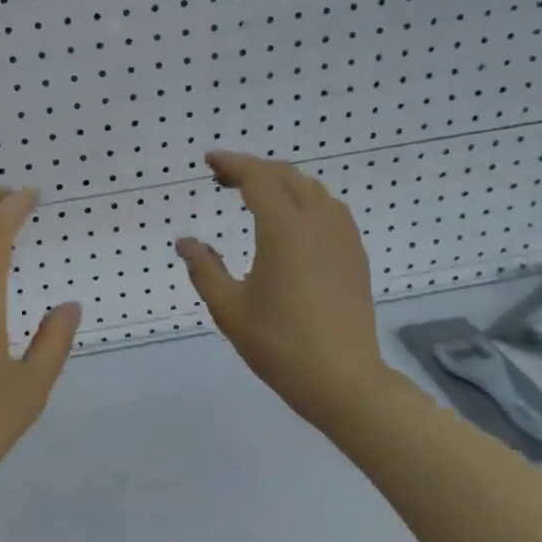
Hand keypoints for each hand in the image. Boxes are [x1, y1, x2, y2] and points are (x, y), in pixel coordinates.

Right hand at [175, 151, 397, 434]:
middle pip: (286, 176)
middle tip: (224, 179)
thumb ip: (204, 269)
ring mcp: (342, 238)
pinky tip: (294, 222)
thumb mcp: (229, 308)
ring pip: (313, 189)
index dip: (232, 163)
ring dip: (282, 182)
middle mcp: (317, 222)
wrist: (343, 380)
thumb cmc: (279, 344)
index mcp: (284, 229)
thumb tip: (185, 242)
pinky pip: (330, 210)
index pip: (257, 178)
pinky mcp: (355, 255)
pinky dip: (306, 200)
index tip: (209, 161)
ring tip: (257, 195)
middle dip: (254, 169)